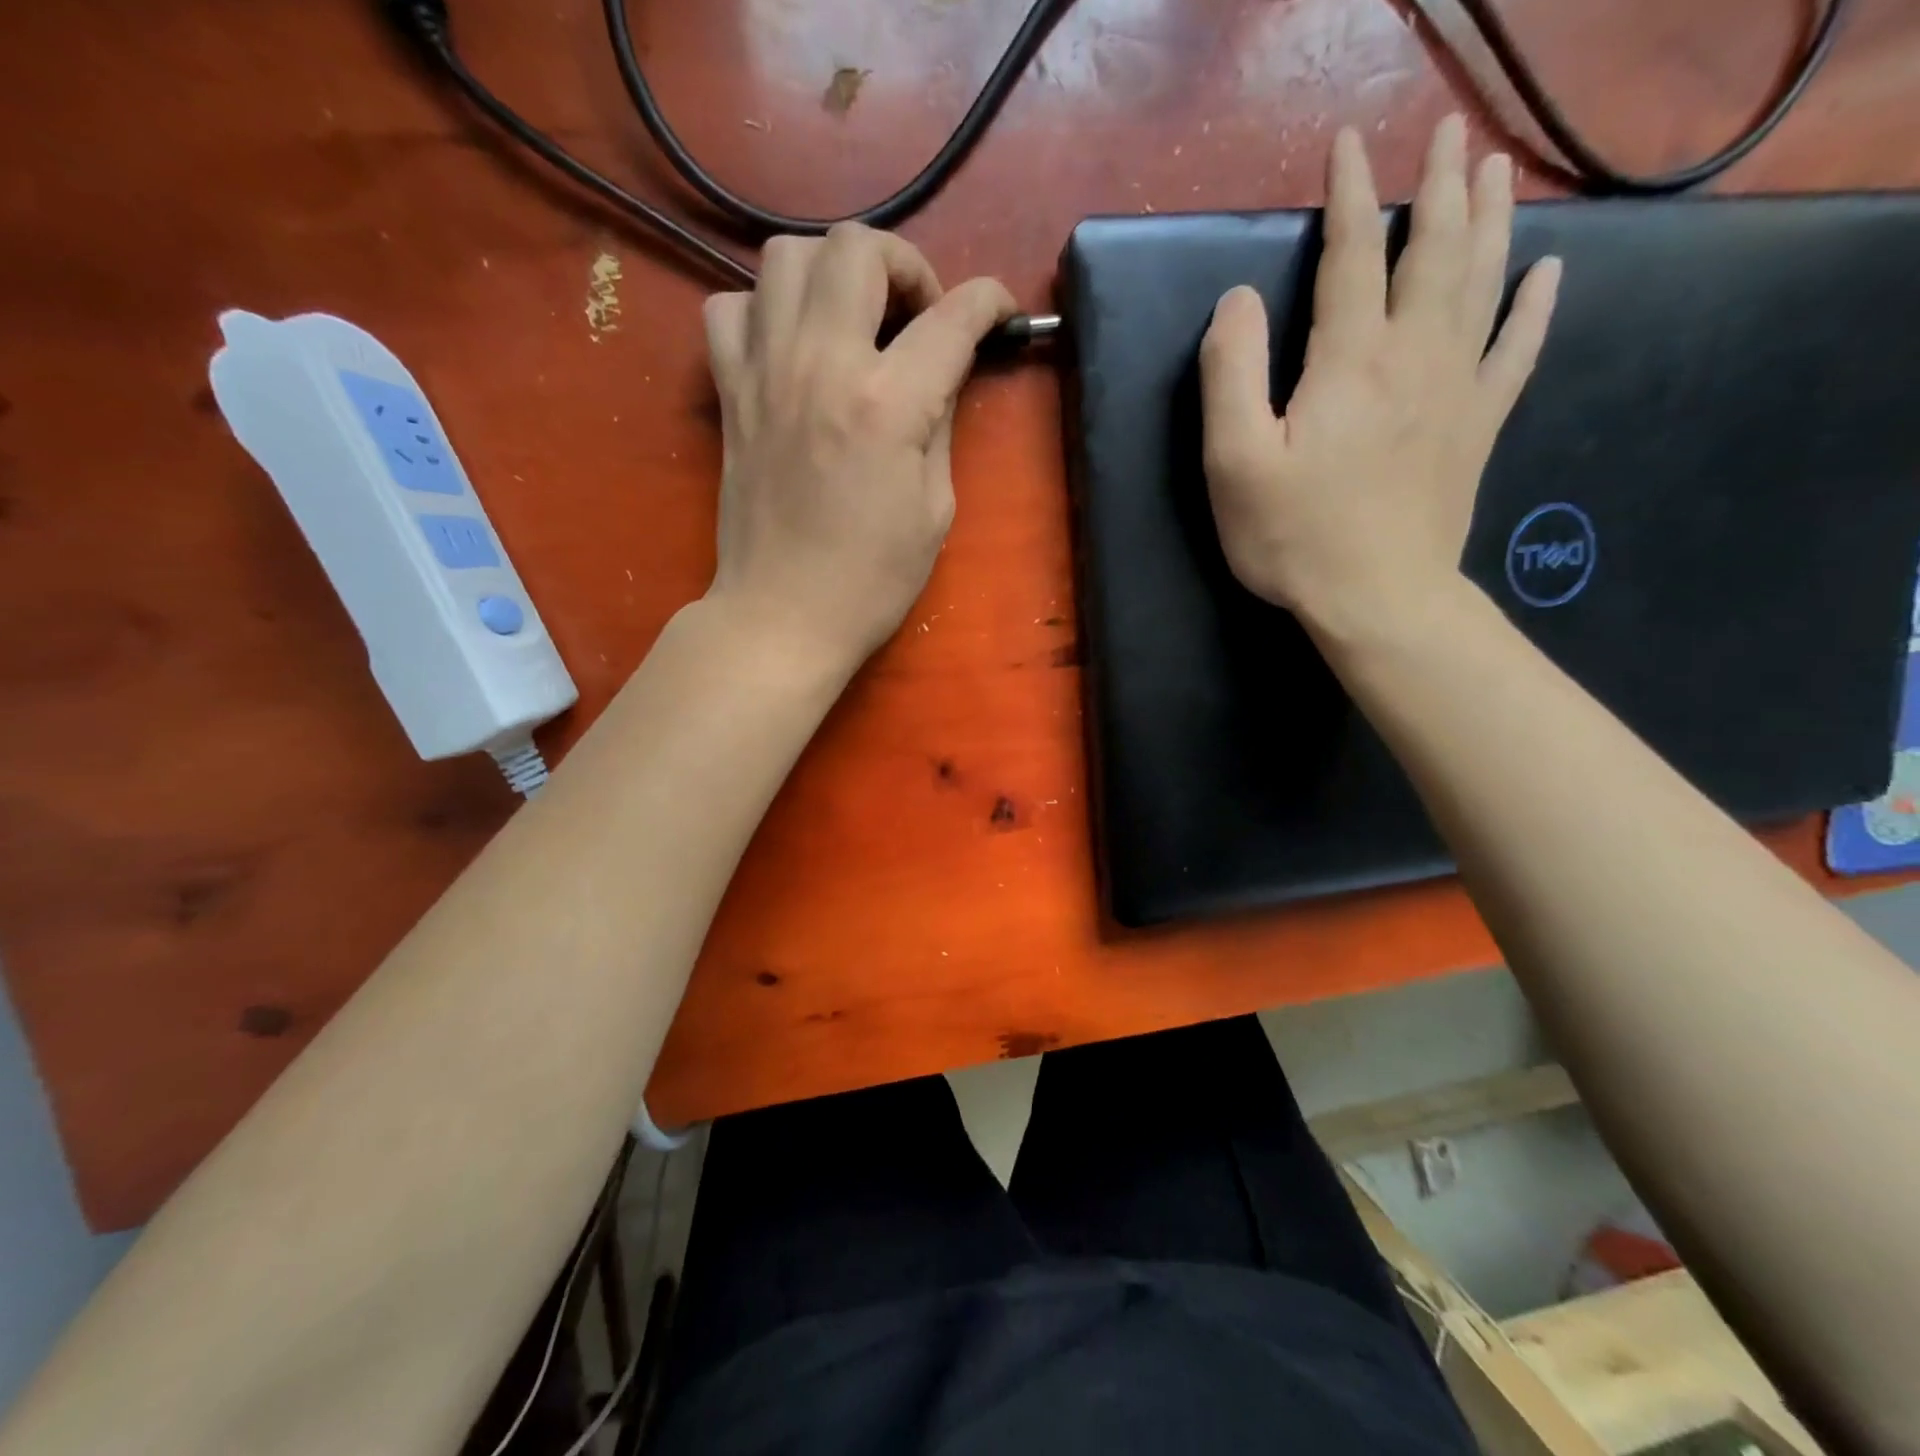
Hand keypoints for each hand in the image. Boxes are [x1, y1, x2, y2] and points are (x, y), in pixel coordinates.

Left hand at [701, 224, 1015, 672]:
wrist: (783, 616)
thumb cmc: (871, 580)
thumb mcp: (934, 508)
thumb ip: (940, 423)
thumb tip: (941, 372)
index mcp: (887, 404)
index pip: (951, 317)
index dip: (989, 301)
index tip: (1001, 311)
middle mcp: (821, 364)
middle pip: (857, 247)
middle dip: (904, 264)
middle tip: (917, 314)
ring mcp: (765, 372)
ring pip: (785, 255)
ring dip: (832, 272)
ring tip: (853, 320)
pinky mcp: (730, 392)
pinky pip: (731, 307)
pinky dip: (765, 309)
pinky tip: (790, 347)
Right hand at [1199, 115, 1561, 640]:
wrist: (1377, 598)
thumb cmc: (1294, 536)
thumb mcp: (1234, 462)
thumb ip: (1230, 374)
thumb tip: (1238, 300)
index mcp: (1350, 359)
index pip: (1353, 254)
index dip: (1350, 194)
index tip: (1348, 144)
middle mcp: (1415, 355)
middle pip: (1435, 250)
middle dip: (1438, 186)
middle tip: (1449, 134)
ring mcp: (1457, 389)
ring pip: (1483, 282)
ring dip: (1492, 219)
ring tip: (1497, 169)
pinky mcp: (1477, 427)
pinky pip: (1517, 351)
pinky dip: (1534, 307)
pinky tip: (1547, 272)